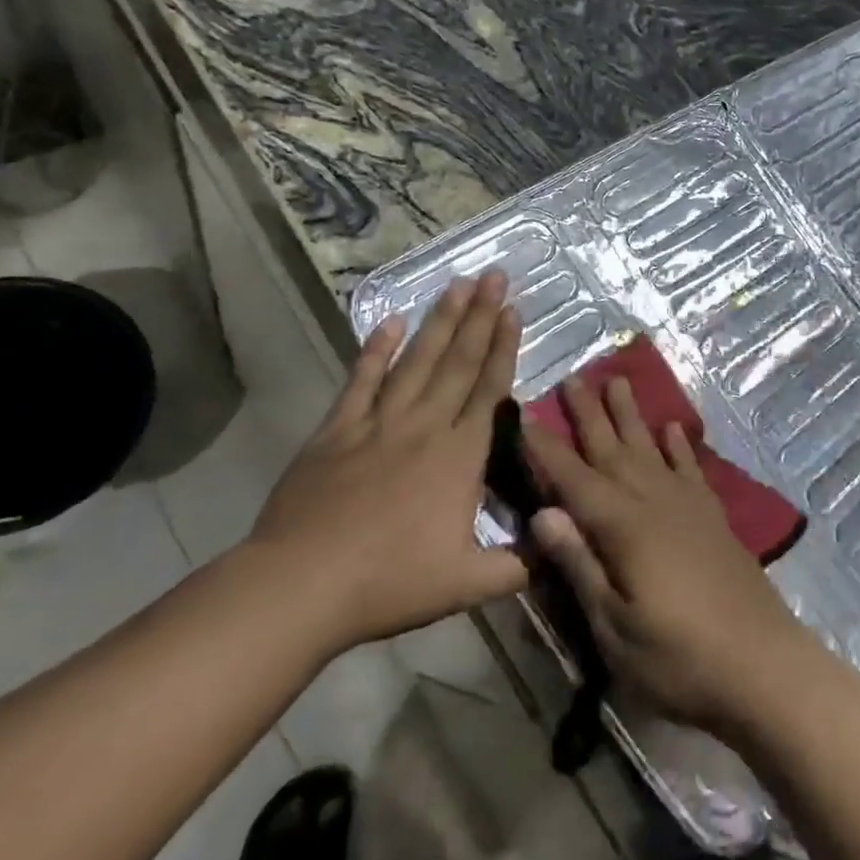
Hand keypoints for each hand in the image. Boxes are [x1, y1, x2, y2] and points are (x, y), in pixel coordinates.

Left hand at [245, 271, 528, 651]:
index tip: (513, 309)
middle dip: (480, 316)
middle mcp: (424, 426)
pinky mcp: (337, 430)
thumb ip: (517, 564)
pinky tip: (390, 321)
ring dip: (439, 321)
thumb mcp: (467, 584)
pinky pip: (361, 381)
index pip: (489, 389)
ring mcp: (378, 423)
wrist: (302, 584)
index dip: (504, 346)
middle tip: (494, 275)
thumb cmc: (390, 583)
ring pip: (416, 361)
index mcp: (460, 457)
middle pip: (458, 362)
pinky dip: (375, 350)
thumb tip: (557, 549)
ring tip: (457, 284)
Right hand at [523, 376, 819, 738]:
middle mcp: (654, 502)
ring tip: (618, 381)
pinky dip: (679, 445)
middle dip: (589, 414)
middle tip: (573, 377)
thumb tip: (541, 513)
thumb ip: (580, 566)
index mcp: (623, 527)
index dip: (546, 448)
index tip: (523, 413)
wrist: (765, 667)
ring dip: (631, 415)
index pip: (573, 478)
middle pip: (613, 449)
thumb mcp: (615, 628)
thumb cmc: (679, 659)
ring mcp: (688, 506)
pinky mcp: (713, 518)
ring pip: (650, 448)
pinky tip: (672, 428)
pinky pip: (690, 468)